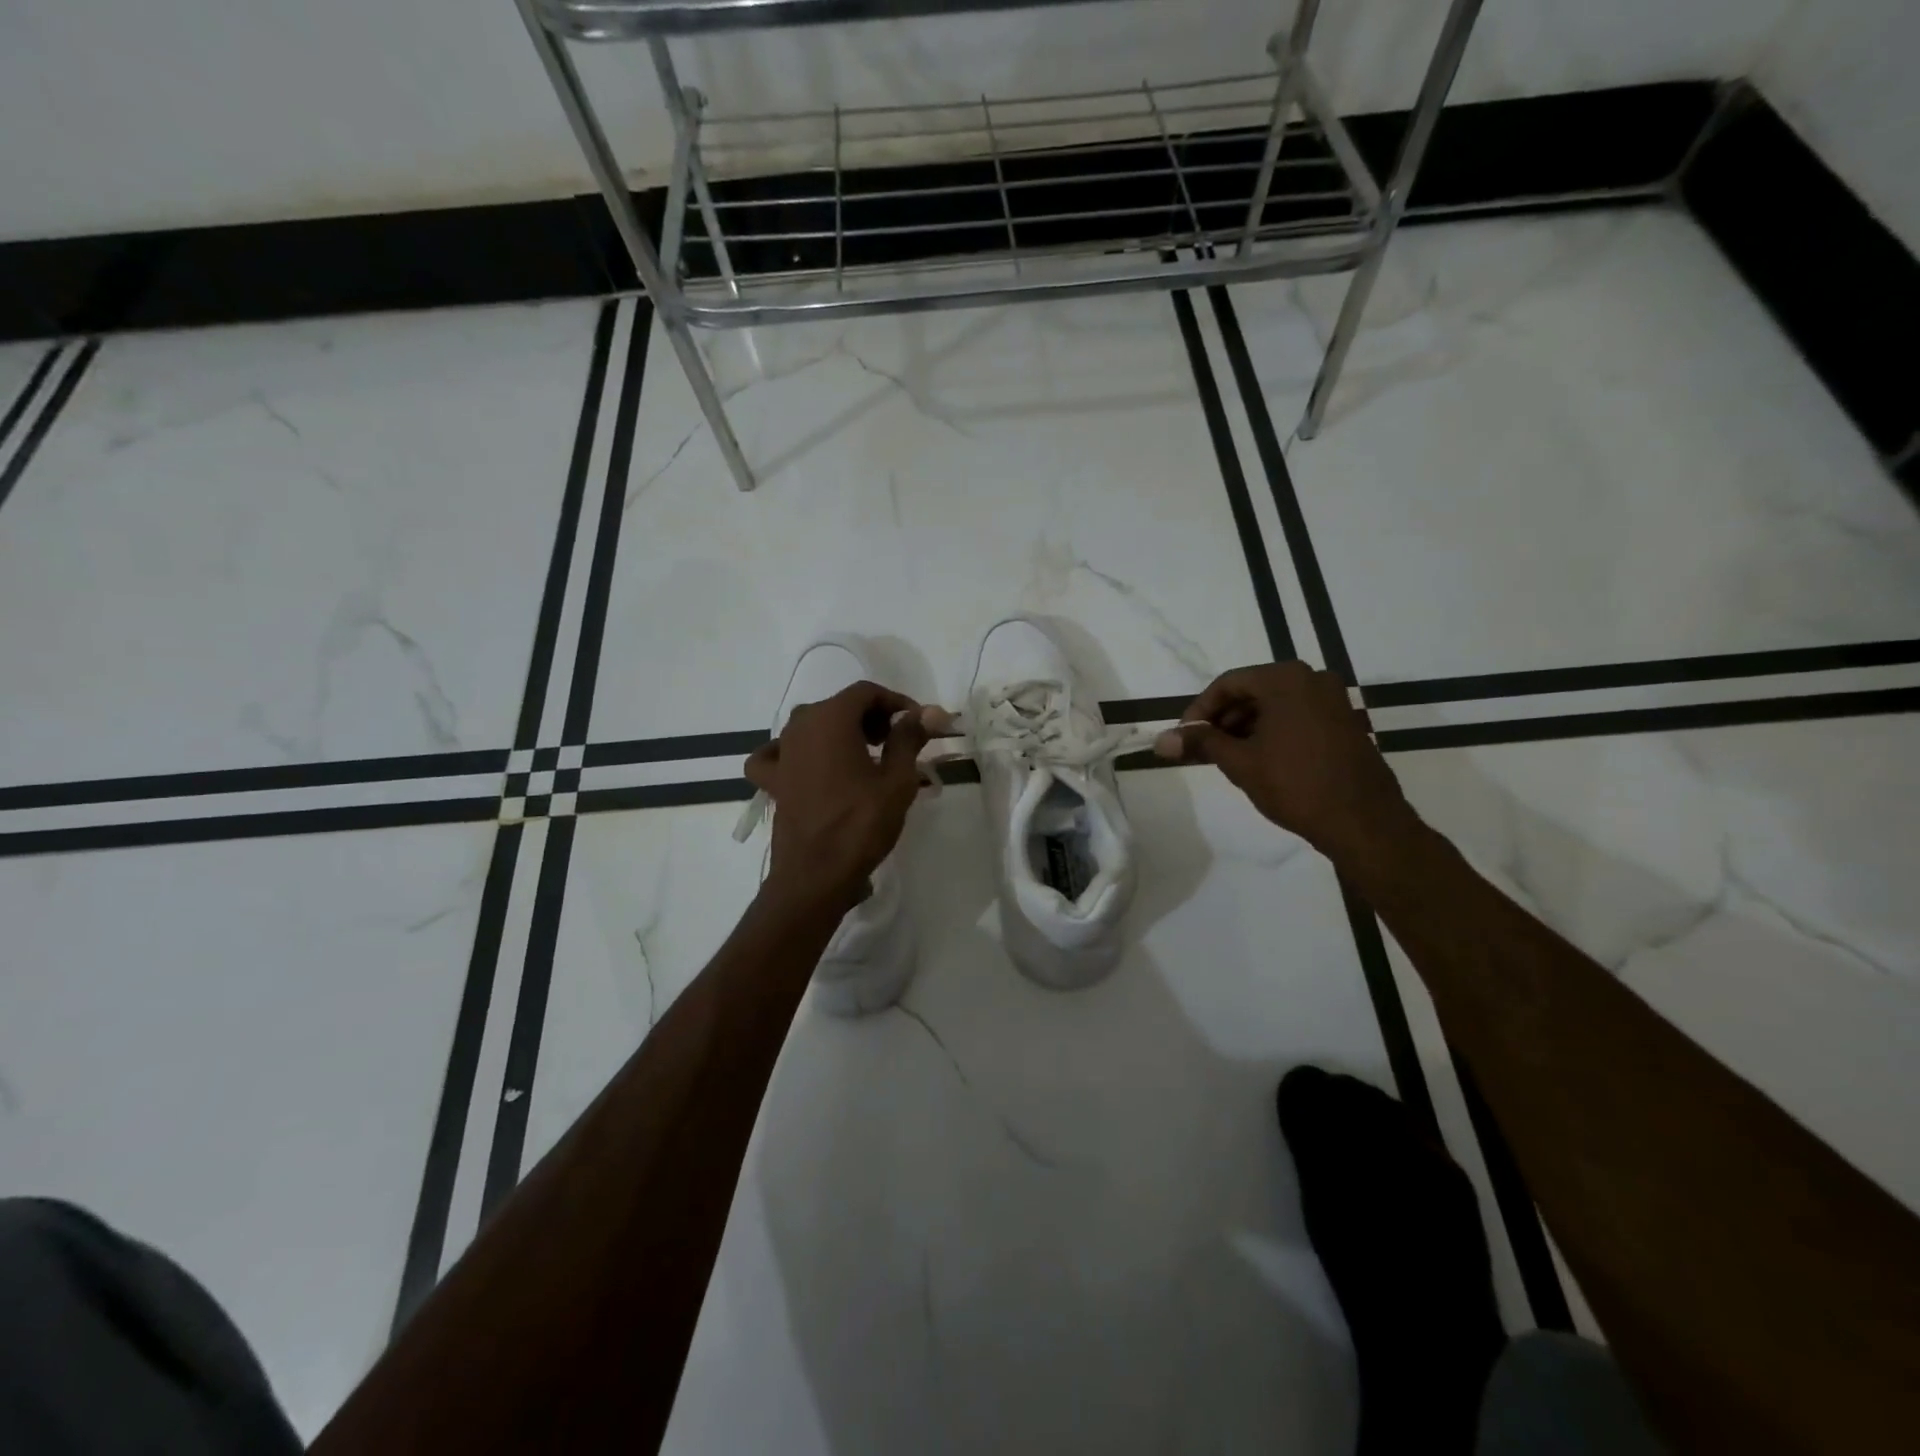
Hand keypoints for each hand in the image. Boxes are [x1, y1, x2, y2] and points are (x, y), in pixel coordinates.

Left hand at [743, 681, 934, 908]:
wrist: (816, 876)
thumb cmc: (861, 825)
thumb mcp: (897, 780)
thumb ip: (910, 739)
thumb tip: (931, 712)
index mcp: (830, 719)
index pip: (866, 692)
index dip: (896, 703)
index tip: (918, 725)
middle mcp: (800, 727)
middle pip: (840, 705)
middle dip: (873, 717)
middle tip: (899, 743)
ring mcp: (782, 753)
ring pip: (813, 726)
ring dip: (842, 732)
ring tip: (867, 758)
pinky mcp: (773, 781)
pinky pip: (779, 754)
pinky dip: (796, 753)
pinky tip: (808, 766)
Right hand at [1155, 662, 1420, 871]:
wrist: (1363, 821)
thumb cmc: (1295, 784)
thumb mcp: (1239, 762)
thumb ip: (1200, 743)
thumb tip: (1161, 740)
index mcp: (1285, 679)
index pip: (1228, 684)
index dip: (1200, 710)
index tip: (1184, 736)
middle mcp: (1312, 679)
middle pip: (1252, 691)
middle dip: (1223, 719)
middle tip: (1203, 749)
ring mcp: (1334, 700)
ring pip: (1275, 705)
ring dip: (1246, 727)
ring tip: (1228, 758)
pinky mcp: (1345, 722)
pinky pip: (1298, 716)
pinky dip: (1273, 732)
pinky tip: (1260, 760)